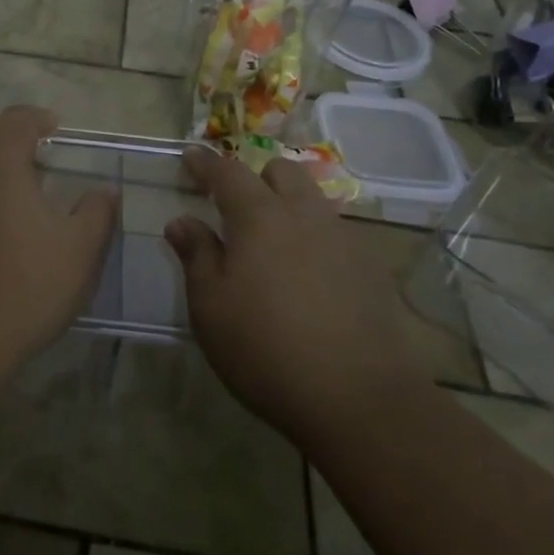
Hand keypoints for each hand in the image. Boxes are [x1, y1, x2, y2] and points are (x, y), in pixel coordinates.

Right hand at [166, 148, 427, 441]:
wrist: (359, 399)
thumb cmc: (265, 349)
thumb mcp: (210, 307)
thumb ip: (196, 256)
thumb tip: (182, 221)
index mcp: (260, 217)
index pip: (228, 172)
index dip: (206, 163)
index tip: (190, 156)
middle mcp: (305, 215)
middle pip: (282, 172)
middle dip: (256, 177)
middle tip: (236, 205)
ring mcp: (344, 240)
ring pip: (313, 201)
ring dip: (288, 206)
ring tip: (273, 243)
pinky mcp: (371, 269)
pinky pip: (336, 234)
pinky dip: (315, 239)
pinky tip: (309, 278)